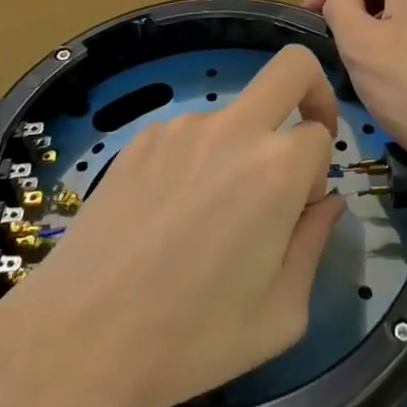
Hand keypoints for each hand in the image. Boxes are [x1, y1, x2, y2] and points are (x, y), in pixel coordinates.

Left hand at [0, 45, 346, 406]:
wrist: (79, 337)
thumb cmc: (192, 337)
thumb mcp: (280, 313)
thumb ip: (314, 244)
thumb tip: (327, 203)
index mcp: (275, 167)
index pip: (322, 133)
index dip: (320, 171)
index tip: (302, 209)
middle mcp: (231, 129)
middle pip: (290, 68)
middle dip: (312, 91)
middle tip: (300, 145)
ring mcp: (178, 128)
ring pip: (234, 114)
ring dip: (241, 149)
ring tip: (210, 219)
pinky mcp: (138, 140)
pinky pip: (187, 135)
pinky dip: (197, 161)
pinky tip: (169, 217)